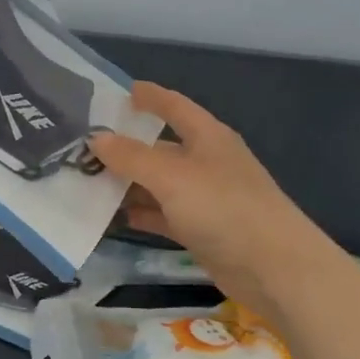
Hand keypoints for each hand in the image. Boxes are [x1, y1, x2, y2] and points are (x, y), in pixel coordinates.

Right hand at [90, 82, 340, 315]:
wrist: (273, 268)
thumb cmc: (224, 207)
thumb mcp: (172, 176)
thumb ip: (132, 156)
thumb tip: (97, 138)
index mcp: (208, 137)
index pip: (175, 106)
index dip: (151, 97)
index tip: (124, 91)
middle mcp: (207, 162)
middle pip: (161, 148)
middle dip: (127, 147)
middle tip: (85, 147)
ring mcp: (206, 198)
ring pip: (160, 184)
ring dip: (129, 184)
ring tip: (88, 183)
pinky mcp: (203, 231)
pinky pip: (164, 215)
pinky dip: (142, 214)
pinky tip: (114, 218)